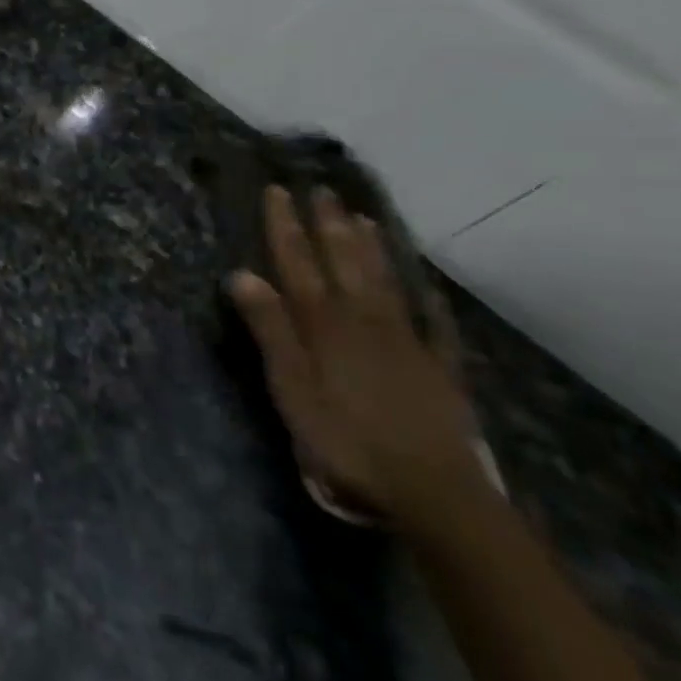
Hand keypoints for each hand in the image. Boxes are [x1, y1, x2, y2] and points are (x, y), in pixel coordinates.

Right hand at [227, 186, 481, 526]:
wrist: (431, 490)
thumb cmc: (345, 439)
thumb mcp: (291, 387)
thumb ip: (270, 329)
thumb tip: (242, 273)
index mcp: (324, 324)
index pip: (298, 264)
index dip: (285, 227)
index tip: (278, 192)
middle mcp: (364, 320)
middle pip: (344, 262)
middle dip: (330, 224)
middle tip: (322, 190)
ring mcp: (406, 341)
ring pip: (384, 281)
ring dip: (371, 247)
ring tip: (363, 217)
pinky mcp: (438, 368)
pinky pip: (434, 323)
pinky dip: (428, 299)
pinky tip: (427, 285)